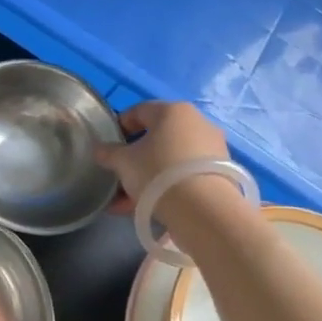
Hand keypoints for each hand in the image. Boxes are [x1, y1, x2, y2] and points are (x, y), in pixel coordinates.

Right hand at [93, 101, 233, 219]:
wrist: (204, 209)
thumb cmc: (157, 173)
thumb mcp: (123, 162)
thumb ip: (108, 153)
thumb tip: (99, 149)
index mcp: (172, 111)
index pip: (139, 111)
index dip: (120, 127)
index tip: (109, 147)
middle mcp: (196, 122)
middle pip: (157, 136)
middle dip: (135, 157)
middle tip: (120, 176)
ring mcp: (212, 147)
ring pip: (171, 158)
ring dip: (149, 175)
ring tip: (130, 200)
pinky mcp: (221, 172)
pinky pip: (186, 174)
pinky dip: (168, 185)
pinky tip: (151, 206)